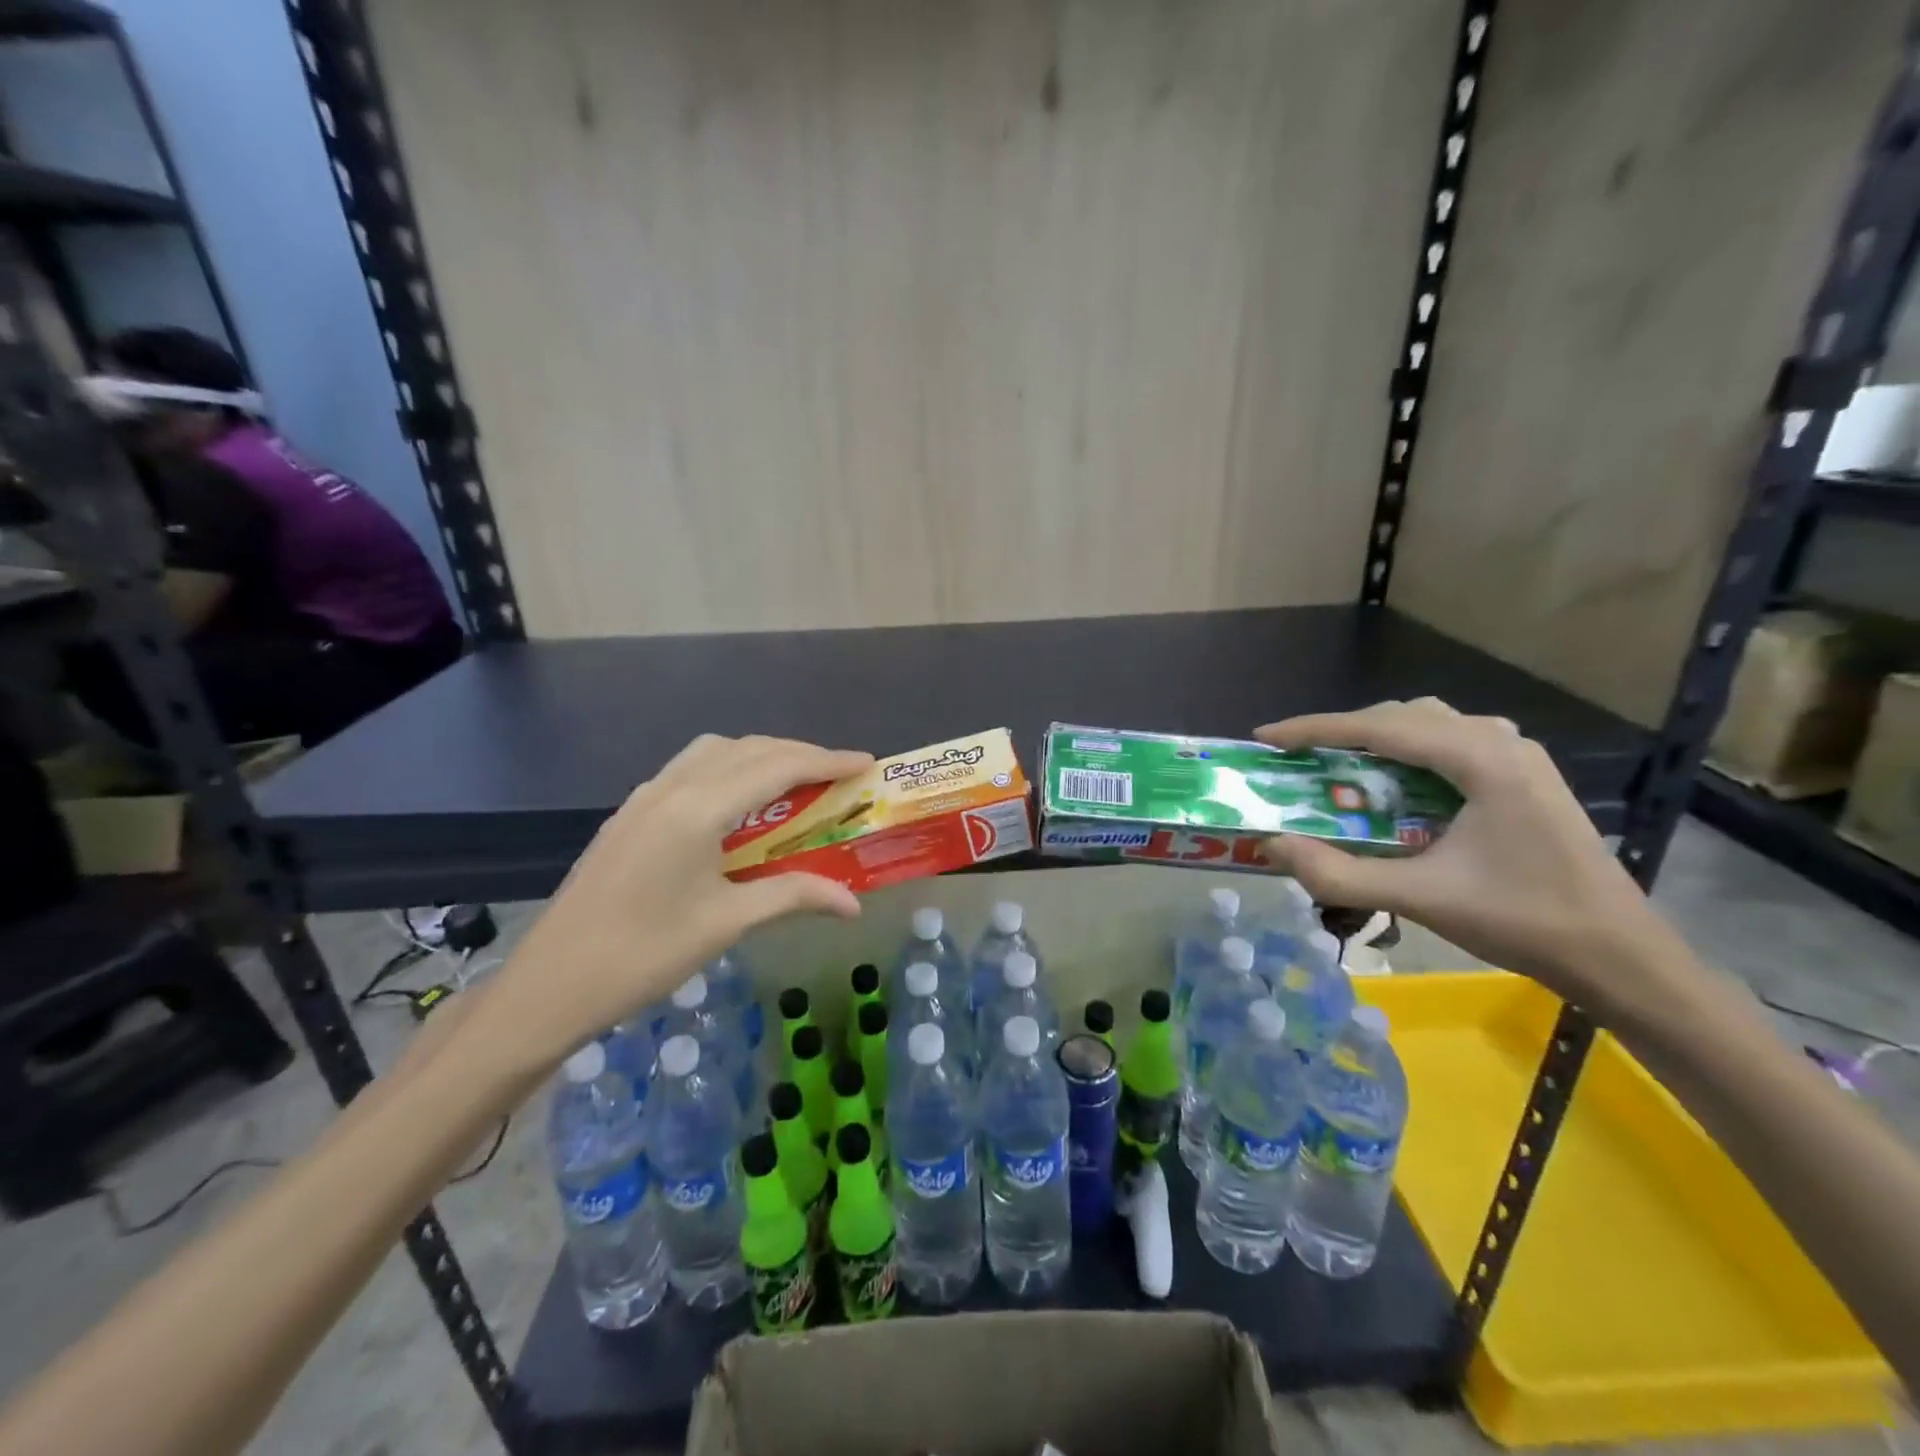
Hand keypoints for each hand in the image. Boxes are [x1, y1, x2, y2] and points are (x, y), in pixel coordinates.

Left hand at [469, 734, 872, 1073]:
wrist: (549, 985)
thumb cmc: (643, 955)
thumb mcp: (726, 924)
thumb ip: (793, 897)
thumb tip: (853, 904)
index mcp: (697, 809)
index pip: (776, 767)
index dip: (826, 760)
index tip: (865, 763)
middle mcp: (670, 788)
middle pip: (747, 749)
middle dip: (799, 754)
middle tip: (838, 776)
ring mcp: (644, 797)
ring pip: (715, 752)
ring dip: (761, 756)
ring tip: (795, 784)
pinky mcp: (630, 814)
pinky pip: (690, 769)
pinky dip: (729, 769)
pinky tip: (740, 804)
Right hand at [1256, 699, 1671, 1003]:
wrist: (1621, 957)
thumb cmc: (1523, 922)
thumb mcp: (1420, 898)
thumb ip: (1338, 873)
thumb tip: (1272, 845)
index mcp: (1481, 760)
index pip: (1380, 727)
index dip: (1315, 729)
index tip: (1266, 738)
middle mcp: (1500, 741)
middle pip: (1402, 716)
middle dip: (1342, 731)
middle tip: (1297, 758)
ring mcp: (1518, 755)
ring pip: (1427, 724)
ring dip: (1375, 738)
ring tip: (1336, 765)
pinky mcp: (1523, 775)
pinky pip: (1449, 743)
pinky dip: (1406, 752)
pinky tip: (1391, 782)